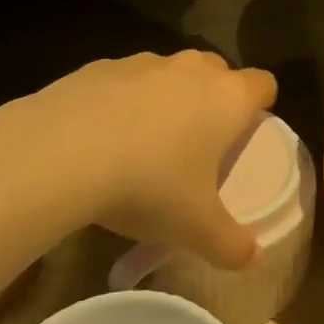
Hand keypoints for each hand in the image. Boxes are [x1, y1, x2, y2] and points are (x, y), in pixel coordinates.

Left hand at [10, 50, 277, 268]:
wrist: (61, 153)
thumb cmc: (148, 185)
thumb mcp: (195, 228)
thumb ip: (231, 244)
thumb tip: (253, 260)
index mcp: (227, 99)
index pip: (263, 84)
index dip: (260, 105)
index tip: (246, 133)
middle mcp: (191, 70)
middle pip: (217, 71)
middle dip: (213, 97)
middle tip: (198, 142)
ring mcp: (143, 63)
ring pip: (169, 73)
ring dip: (166, 98)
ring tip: (144, 143)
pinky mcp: (99, 66)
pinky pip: (123, 80)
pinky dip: (121, 101)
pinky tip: (99, 138)